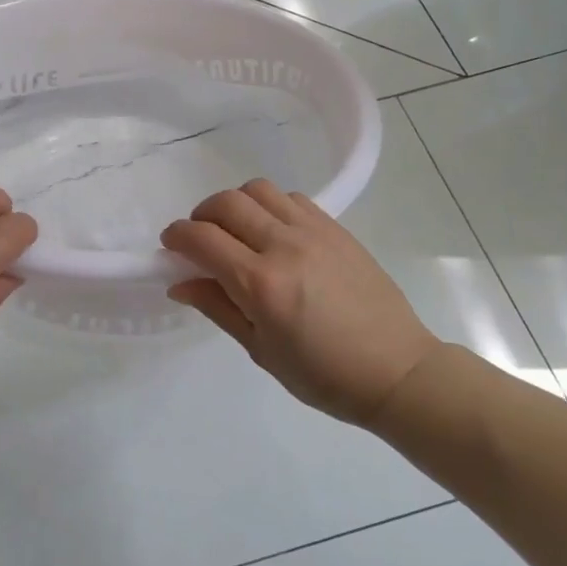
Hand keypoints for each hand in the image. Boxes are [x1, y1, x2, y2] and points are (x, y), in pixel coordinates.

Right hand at [162, 179, 441, 425]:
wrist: (396, 369)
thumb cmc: (322, 375)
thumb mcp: (260, 350)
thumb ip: (217, 307)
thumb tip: (179, 283)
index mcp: (260, 283)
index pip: (202, 238)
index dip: (177, 236)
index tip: (170, 246)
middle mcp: (284, 245)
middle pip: (226, 202)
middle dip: (201, 215)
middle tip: (200, 239)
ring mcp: (314, 231)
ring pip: (259, 190)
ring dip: (236, 204)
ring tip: (237, 231)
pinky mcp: (336, 228)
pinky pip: (292, 198)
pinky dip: (271, 206)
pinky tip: (274, 233)